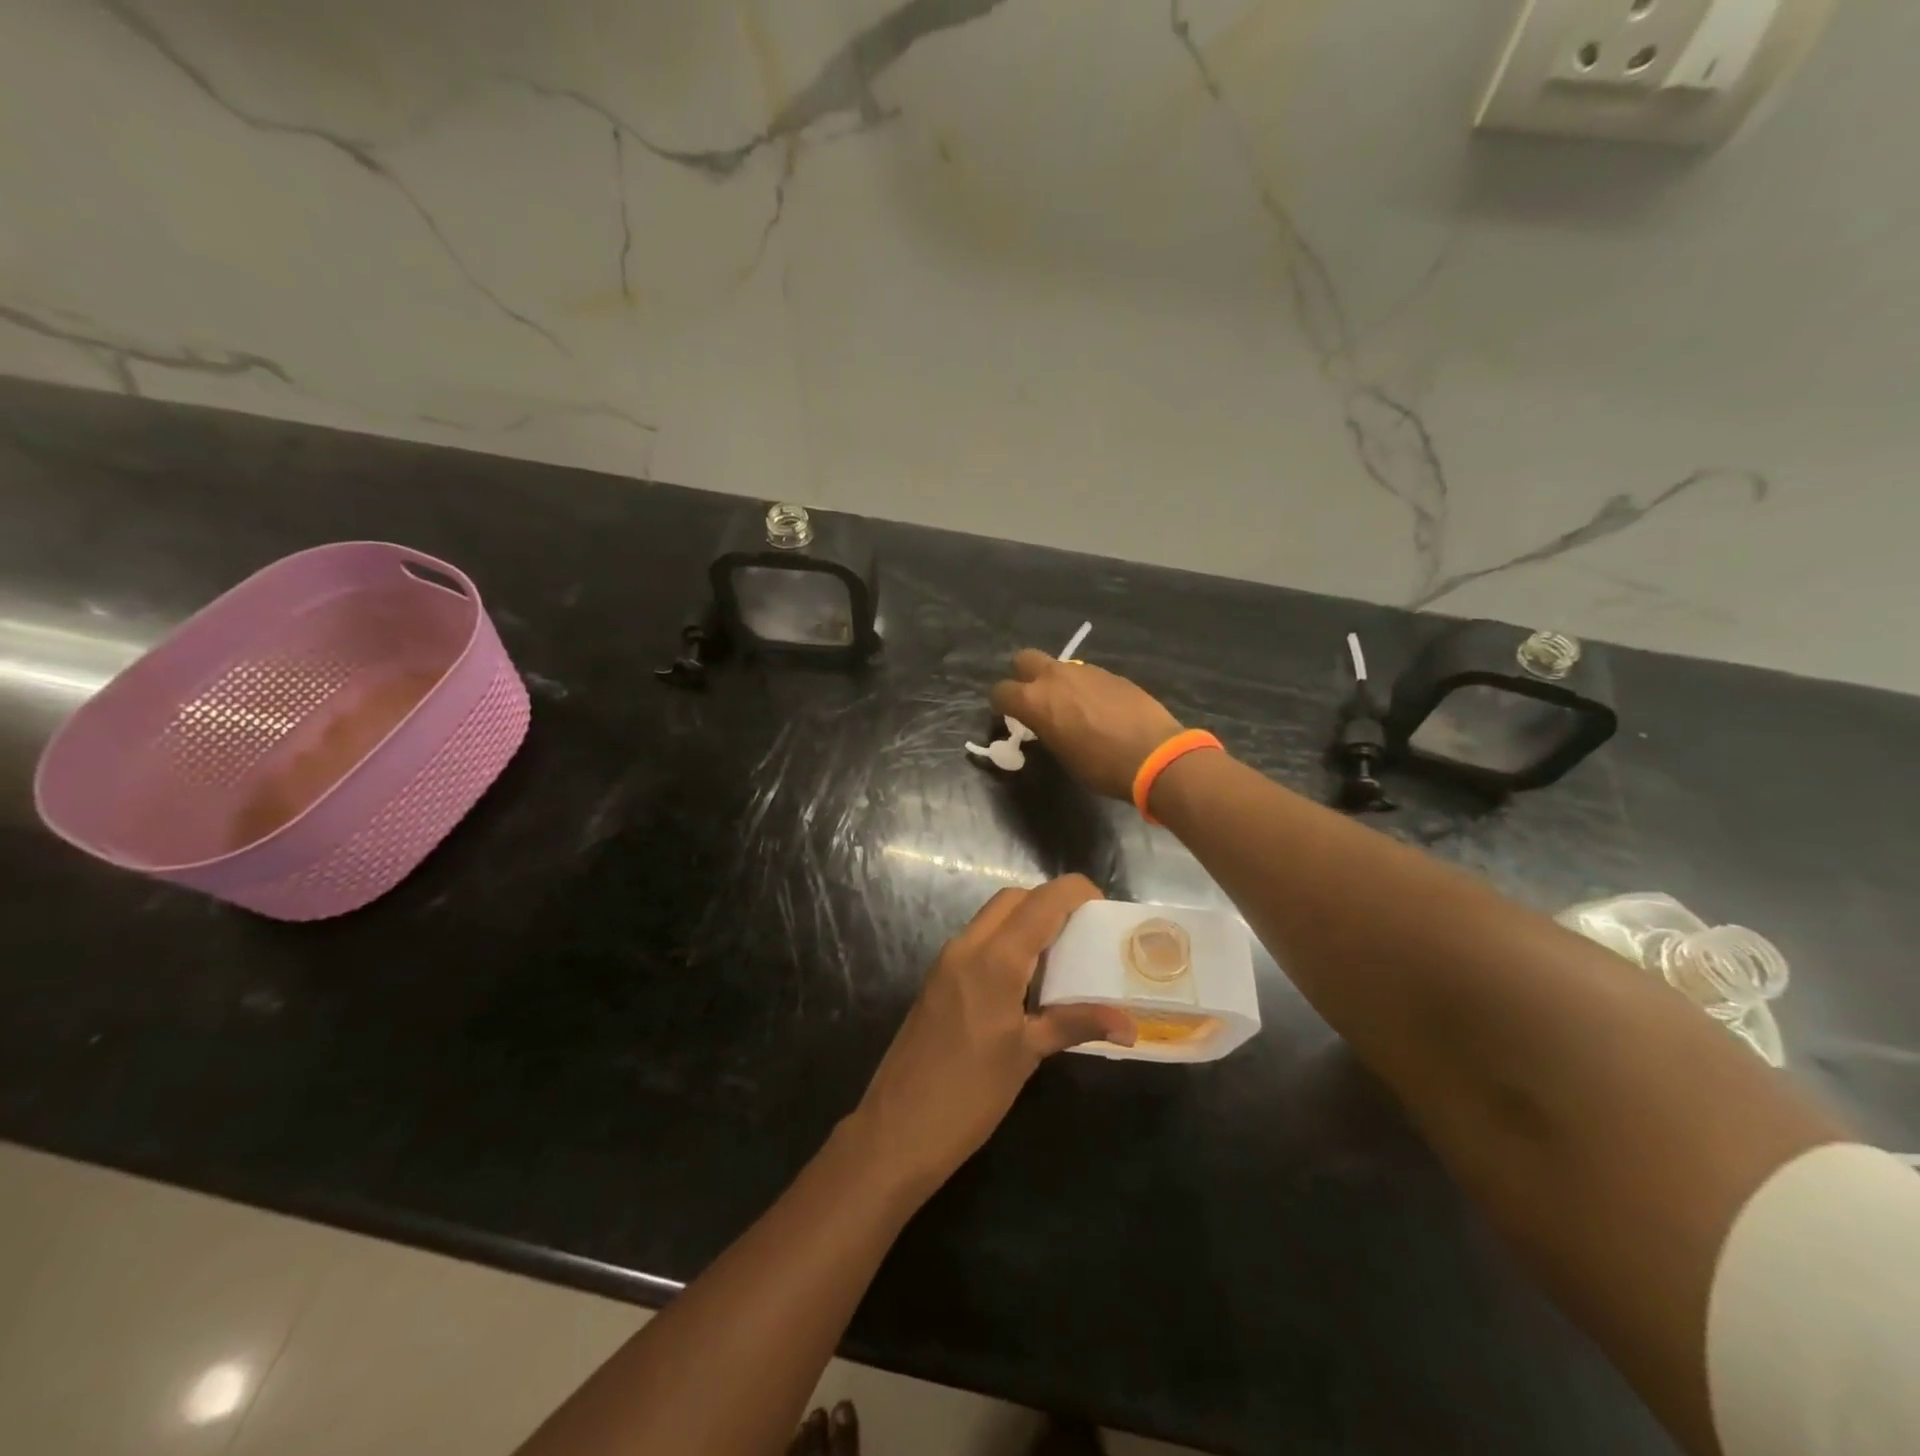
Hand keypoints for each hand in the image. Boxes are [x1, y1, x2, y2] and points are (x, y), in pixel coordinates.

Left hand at [850, 876, 1135, 1193]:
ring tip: (1064, 954)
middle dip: (1050, 903)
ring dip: (1026, 922)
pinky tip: (1028, 980)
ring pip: (992, 918)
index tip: (1103, 905)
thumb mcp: (1027, 1054)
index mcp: (994, 959)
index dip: (1074, 892)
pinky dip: (1006, 942)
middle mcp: (967, 947)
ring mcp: (947, 962)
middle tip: (1084, 931)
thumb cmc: (969, 1093)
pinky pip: (978, 941)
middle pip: (1013, 900)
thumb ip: (1076, 1024)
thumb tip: (1129, 1024)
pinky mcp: (937, 980)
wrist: (897, 1128)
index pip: (1040, 902)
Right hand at [990, 650, 1184, 800]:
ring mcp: (1085, 671)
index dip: (1001, 705)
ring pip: (1058, 666)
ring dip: (1057, 682)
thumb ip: (1045, 731)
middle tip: (1034, 700)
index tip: (1009, 718)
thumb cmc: (1100, 766)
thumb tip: (1044, 724)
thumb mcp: (1061, 755)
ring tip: (1072, 707)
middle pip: (1024, 659)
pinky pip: (1086, 675)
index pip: (1000, 691)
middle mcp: (1055, 677)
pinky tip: (1099, 709)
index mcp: (1035, 701)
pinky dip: (1084, 687)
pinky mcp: (1111, 673)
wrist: (1154, 755)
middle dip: (1023, 676)